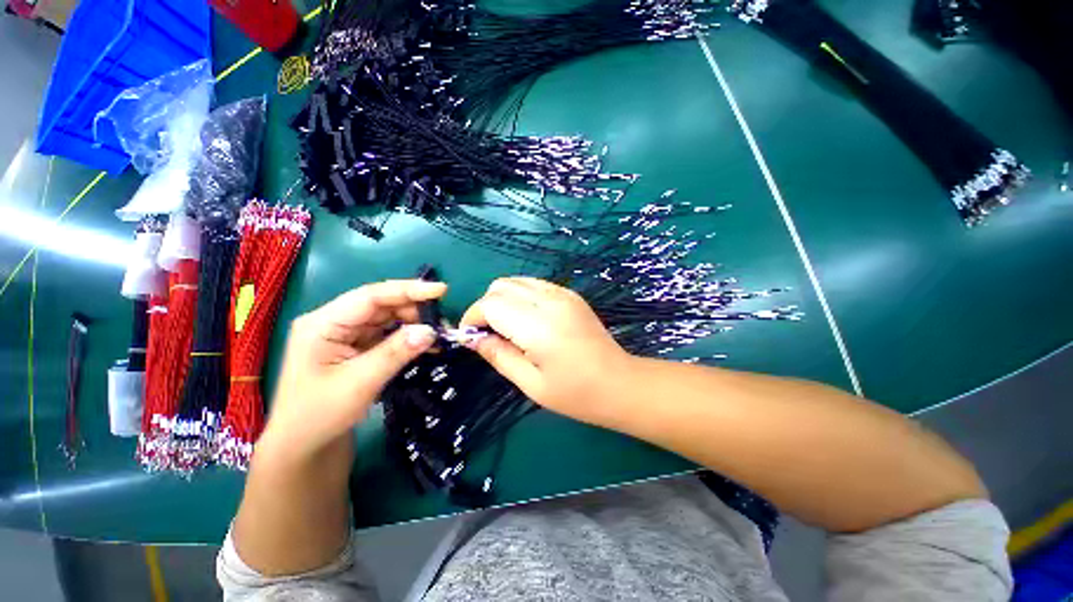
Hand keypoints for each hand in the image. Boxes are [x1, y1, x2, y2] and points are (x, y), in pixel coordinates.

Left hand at [263, 280, 444, 456]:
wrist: (303, 447)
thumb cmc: (320, 415)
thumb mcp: (361, 382)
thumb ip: (396, 352)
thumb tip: (431, 331)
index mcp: (323, 323)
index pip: (371, 296)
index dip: (408, 290)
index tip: (442, 290)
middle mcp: (334, 322)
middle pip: (381, 305)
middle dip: (414, 310)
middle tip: (443, 323)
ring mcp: (345, 335)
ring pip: (387, 319)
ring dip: (414, 324)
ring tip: (439, 334)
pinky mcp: (356, 347)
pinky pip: (387, 334)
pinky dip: (407, 337)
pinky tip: (425, 343)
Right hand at [460, 277, 631, 423]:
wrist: (620, 383)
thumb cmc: (575, 393)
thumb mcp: (530, 383)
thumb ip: (498, 355)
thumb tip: (472, 339)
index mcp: (537, 326)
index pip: (490, 304)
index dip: (472, 317)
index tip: (469, 337)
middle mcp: (549, 300)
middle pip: (500, 286)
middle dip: (485, 307)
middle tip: (488, 334)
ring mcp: (562, 293)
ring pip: (516, 281)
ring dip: (502, 299)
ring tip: (506, 326)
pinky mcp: (570, 294)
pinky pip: (534, 284)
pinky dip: (520, 295)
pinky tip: (526, 318)